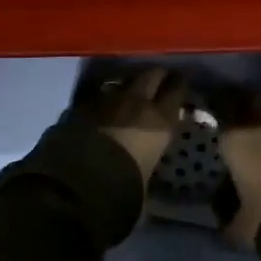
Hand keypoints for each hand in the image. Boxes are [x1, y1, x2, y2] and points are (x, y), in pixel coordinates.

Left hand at [70, 67, 187, 177]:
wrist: (80, 180)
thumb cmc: (124, 186)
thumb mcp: (146, 178)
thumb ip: (148, 164)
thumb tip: (144, 167)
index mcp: (160, 120)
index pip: (177, 90)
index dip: (179, 85)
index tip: (180, 82)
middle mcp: (137, 102)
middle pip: (151, 75)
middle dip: (156, 75)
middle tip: (159, 79)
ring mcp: (108, 99)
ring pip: (123, 81)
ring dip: (128, 85)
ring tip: (128, 93)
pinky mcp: (82, 104)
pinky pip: (98, 94)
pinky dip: (103, 99)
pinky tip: (101, 108)